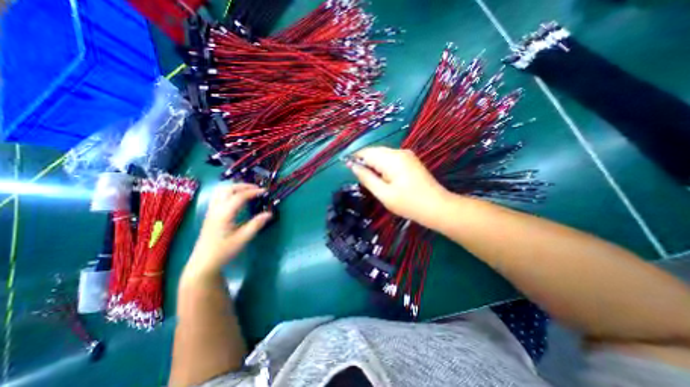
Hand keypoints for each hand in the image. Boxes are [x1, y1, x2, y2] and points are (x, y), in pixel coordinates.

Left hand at [185, 185, 273, 280]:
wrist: (203, 262)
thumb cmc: (224, 251)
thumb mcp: (243, 238)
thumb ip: (256, 224)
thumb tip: (270, 213)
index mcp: (224, 214)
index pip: (239, 196)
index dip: (253, 192)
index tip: (265, 191)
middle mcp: (216, 209)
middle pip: (228, 189)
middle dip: (244, 186)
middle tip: (257, 189)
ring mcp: (211, 210)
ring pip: (222, 191)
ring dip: (236, 187)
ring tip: (248, 191)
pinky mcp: (211, 214)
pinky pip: (219, 196)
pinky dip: (230, 192)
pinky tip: (237, 198)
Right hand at [348, 147, 450, 227]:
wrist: (437, 207)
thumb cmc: (409, 203)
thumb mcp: (384, 194)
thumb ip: (367, 178)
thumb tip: (353, 166)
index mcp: (392, 159)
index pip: (367, 152)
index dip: (355, 159)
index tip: (348, 170)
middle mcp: (399, 152)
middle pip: (374, 152)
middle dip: (365, 163)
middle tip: (362, 180)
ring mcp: (406, 155)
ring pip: (382, 155)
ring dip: (374, 165)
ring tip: (373, 181)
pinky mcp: (410, 160)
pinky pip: (390, 159)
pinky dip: (383, 166)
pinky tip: (384, 178)